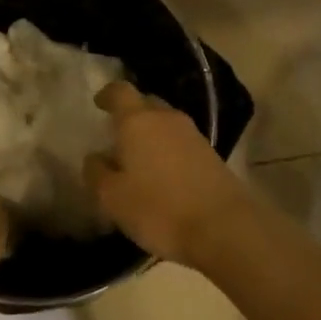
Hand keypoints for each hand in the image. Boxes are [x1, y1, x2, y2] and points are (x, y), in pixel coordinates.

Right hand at [85, 82, 256, 266]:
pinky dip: (169, 151)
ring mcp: (193, 135)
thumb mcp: (112, 198)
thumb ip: (97, 172)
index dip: (107, 94)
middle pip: (145, 104)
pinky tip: (163, 175)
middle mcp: (166, 118)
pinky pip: (181, 142)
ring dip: (151, 135)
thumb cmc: (159, 209)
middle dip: (130, 115)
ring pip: (165, 123)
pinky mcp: (211, 154)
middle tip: (117, 136)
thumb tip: (96, 157)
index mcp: (137, 121)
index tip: (98, 103)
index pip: (120, 91)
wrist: (224, 228)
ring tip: (139, 159)